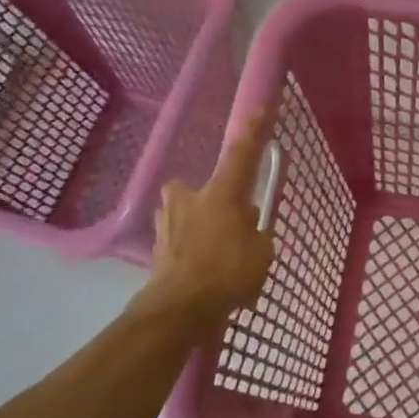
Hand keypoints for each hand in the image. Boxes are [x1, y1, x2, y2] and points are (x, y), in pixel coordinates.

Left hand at [145, 111, 275, 327]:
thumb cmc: (228, 273)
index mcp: (221, 193)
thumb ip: (257, 234)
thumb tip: (247, 226)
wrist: (179, 309)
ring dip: (199, 227)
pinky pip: (179, 240)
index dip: (254, 131)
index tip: (262, 108)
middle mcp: (190, 198)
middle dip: (213, 202)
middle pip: (202, 189)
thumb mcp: (261, 253)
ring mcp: (168, 222)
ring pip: (186, 214)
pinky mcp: (156, 247)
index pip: (241, 153)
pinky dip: (190, 251)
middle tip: (229, 224)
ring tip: (215, 256)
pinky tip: (202, 274)